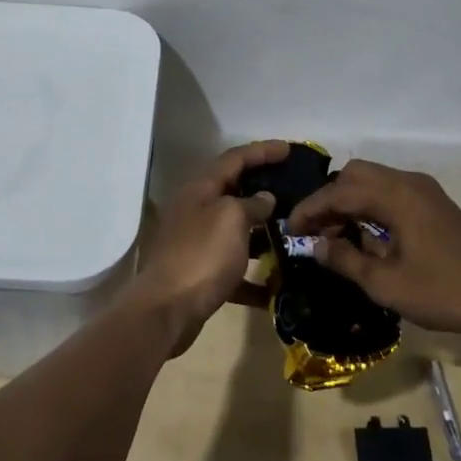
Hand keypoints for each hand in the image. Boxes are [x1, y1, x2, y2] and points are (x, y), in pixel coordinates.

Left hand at [128, 140, 287, 352]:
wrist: (167, 310)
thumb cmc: (201, 255)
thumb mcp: (231, 219)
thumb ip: (251, 204)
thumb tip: (264, 198)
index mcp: (200, 190)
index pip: (234, 158)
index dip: (262, 151)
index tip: (290, 149)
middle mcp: (196, 211)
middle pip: (233, 192)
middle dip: (263, 191)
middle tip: (294, 190)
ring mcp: (196, 243)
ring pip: (236, 231)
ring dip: (262, 234)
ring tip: (293, 235)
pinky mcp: (200, 274)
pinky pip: (233, 269)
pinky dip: (254, 276)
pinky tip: (276, 287)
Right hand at [287, 160, 460, 340]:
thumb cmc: (444, 291)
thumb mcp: (386, 284)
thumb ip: (346, 261)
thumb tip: (317, 247)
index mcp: (396, 195)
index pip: (339, 191)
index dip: (310, 209)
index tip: (290, 229)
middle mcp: (408, 182)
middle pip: (355, 175)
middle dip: (329, 199)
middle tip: (314, 231)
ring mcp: (424, 191)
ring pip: (374, 181)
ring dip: (349, 201)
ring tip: (335, 236)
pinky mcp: (434, 204)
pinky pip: (391, 192)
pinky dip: (370, 206)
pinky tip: (366, 237)